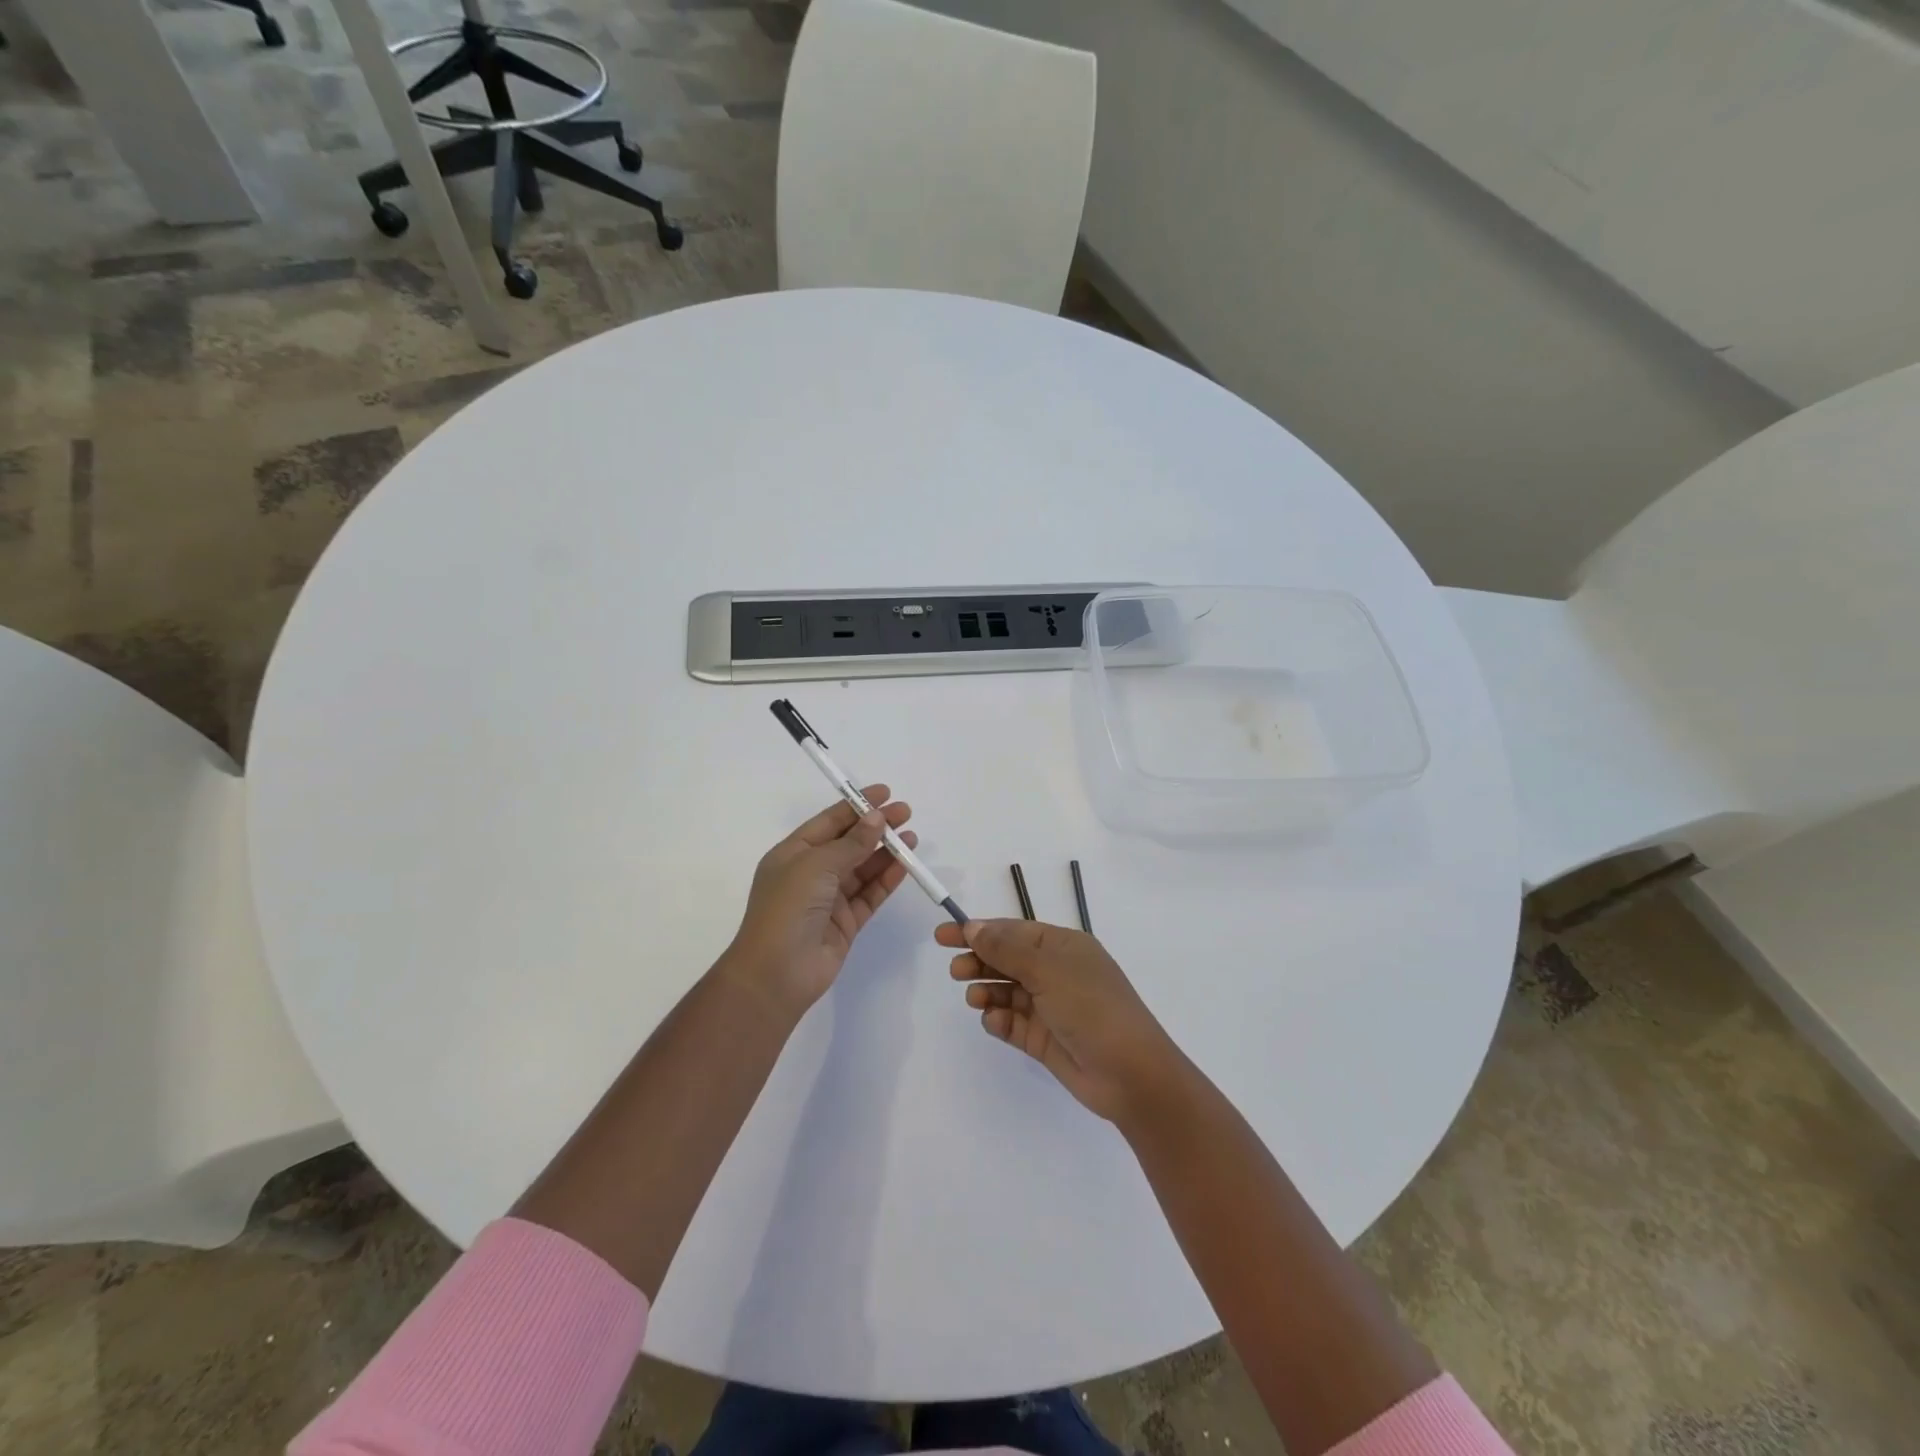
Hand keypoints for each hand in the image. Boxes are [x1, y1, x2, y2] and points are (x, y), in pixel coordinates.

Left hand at [724, 788, 915, 1016]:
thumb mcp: (816, 865)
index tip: (885, 793)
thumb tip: (877, 819)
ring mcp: (829, 899)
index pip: (829, 822)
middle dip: (877, 827)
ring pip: (863, 868)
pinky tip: (904, 865)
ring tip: (912, 838)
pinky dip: (887, 879)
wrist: (777, 973)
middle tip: (906, 814)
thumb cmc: (787, 908)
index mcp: (793, 854)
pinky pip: (870, 894)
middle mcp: (811, 873)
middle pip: (849, 843)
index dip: (856, 806)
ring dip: (886, 852)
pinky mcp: (846, 922)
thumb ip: (851, 843)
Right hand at [934, 919, 1187, 1124]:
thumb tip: (973, 927)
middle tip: (955, 971)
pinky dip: (999, 1020)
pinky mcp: (1045, 1039)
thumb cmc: (1091, 1007)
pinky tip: (994, 1022)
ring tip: (974, 999)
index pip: (1013, 931)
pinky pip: (1013, 1023)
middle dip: (980, 962)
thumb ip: (1006, 948)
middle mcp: (1056, 972)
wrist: (1130, 1074)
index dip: (979, 931)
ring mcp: (1051, 1007)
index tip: (944, 935)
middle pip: (1007, 960)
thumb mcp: (1047, 969)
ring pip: (1007, 991)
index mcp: (1063, 946)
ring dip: (987, 991)